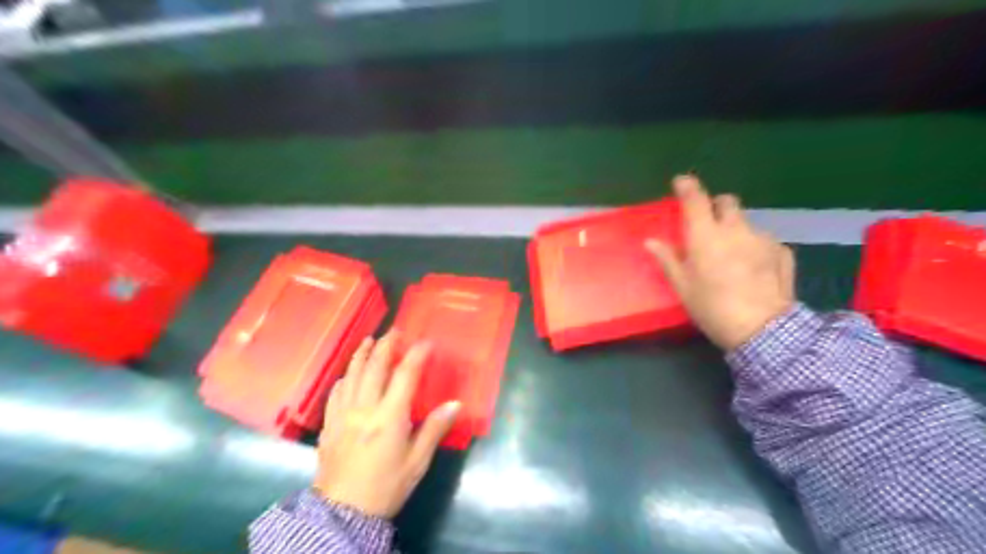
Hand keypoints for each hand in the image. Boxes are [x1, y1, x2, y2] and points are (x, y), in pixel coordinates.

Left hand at [313, 330, 459, 516]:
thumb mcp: (417, 462)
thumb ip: (434, 429)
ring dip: (361, 355)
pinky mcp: (329, 425)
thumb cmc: (386, 487)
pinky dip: (344, 378)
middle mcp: (364, 409)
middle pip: (374, 368)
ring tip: (369, 340)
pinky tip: (348, 375)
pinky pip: (335, 393)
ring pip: (351, 375)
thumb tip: (455, 404)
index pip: (405, 375)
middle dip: (386, 345)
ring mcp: (342, 415)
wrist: (342, 513)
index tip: (426, 342)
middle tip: (395, 331)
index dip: (416, 355)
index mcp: (389, 417)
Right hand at [650, 176, 798, 350]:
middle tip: (708, 224)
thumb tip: (651, 242)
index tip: (680, 182)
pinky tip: (753, 267)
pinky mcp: (782, 252)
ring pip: (747, 223)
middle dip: (716, 206)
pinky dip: (755, 246)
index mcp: (706, 235)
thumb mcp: (683, 286)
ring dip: (736, 229)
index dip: (687, 186)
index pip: (695, 199)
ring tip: (732, 254)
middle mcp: (735, 229)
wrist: (762, 329)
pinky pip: (765, 240)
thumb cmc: (712, 307)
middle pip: (727, 202)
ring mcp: (763, 238)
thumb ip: (667, 259)